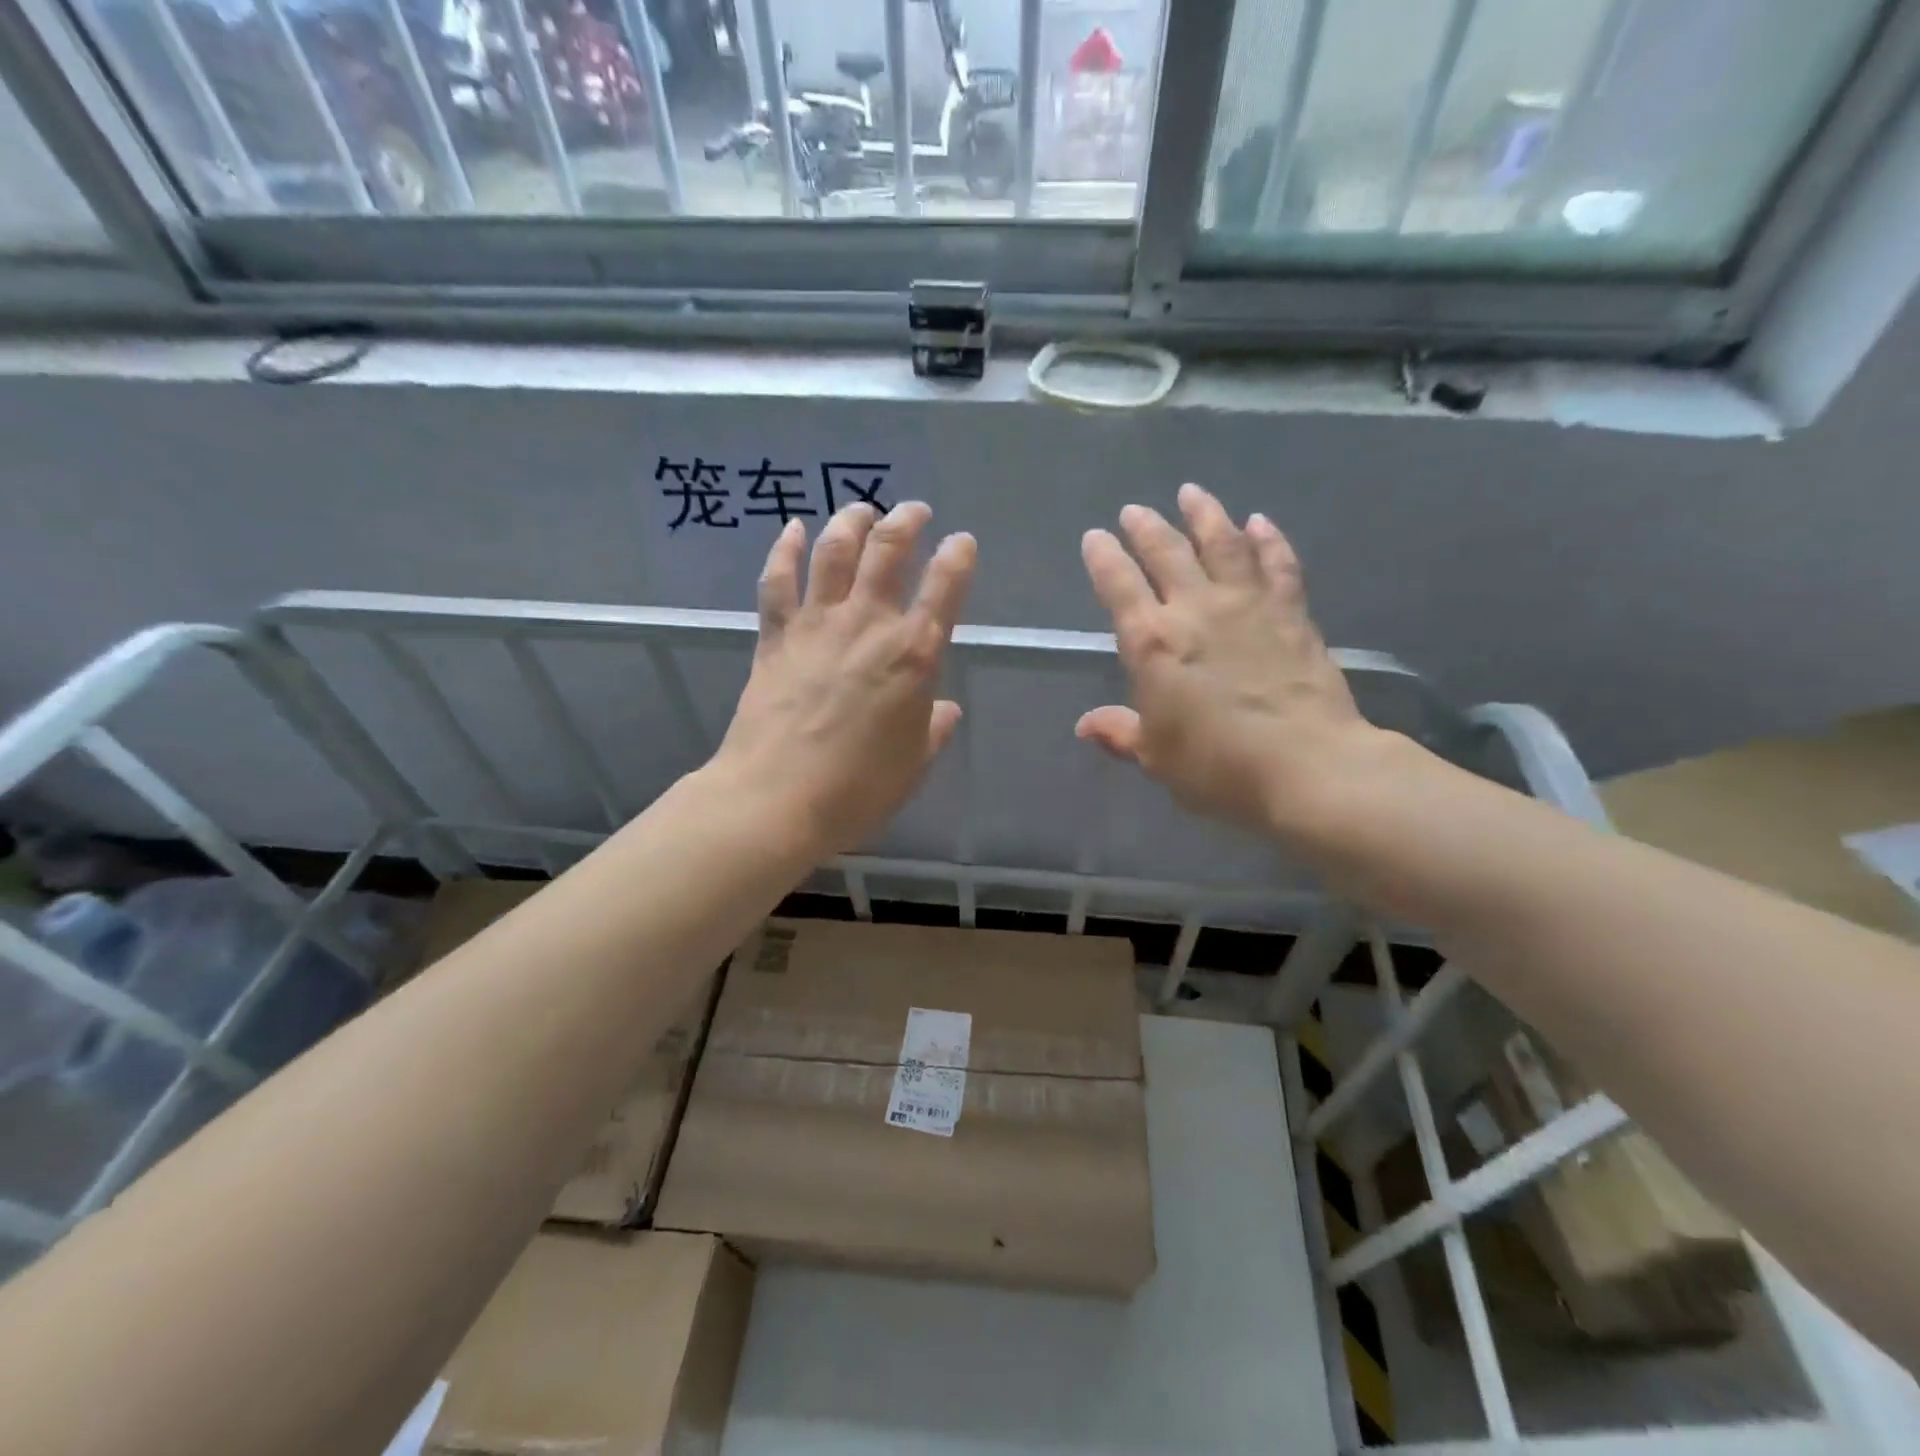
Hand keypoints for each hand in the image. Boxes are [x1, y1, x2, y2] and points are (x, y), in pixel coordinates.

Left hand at [711, 501, 975, 855]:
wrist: (776, 799)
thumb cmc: (858, 789)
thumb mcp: (913, 764)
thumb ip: (933, 730)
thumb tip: (946, 710)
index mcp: (913, 655)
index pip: (945, 589)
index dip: (957, 558)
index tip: (962, 542)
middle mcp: (867, 625)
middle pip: (888, 552)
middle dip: (906, 522)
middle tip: (915, 510)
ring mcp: (816, 625)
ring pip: (834, 552)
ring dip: (850, 522)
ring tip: (861, 509)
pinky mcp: (775, 637)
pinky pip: (778, 581)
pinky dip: (785, 550)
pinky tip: (792, 529)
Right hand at [1078, 483, 1385, 839]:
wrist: (1307, 767)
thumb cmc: (1218, 767)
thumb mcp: (1156, 758)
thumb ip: (1121, 733)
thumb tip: (1087, 725)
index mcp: (1152, 643)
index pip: (1119, 585)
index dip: (1104, 557)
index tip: (1095, 537)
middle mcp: (1195, 610)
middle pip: (1167, 552)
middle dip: (1147, 527)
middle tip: (1135, 510)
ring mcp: (1247, 605)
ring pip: (1222, 543)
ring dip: (1204, 514)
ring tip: (1192, 493)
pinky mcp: (1291, 612)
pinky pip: (1277, 563)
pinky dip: (1268, 539)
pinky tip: (1260, 522)